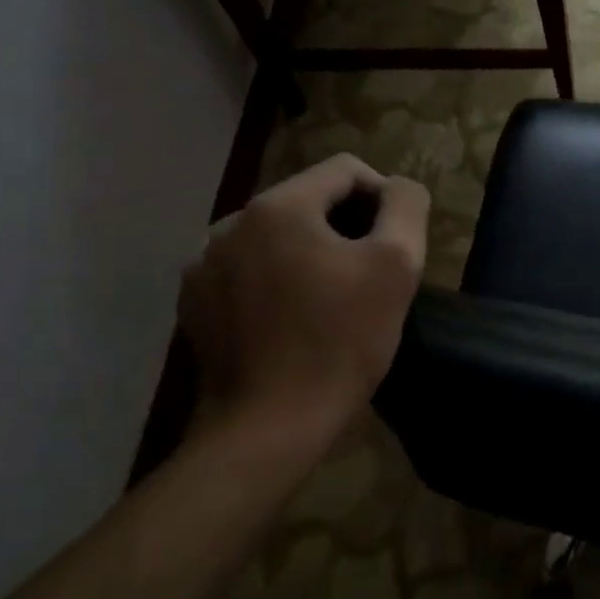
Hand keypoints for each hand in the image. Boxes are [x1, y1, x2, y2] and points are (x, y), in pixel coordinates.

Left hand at [179, 154, 429, 446]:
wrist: (268, 428)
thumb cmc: (340, 343)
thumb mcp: (396, 266)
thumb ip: (405, 206)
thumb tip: (397, 186)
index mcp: (278, 207)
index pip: (344, 170)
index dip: (382, 196)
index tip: (396, 242)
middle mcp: (229, 223)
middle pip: (307, 201)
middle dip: (344, 227)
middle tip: (368, 275)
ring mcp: (203, 265)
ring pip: (274, 237)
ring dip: (307, 253)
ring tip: (329, 299)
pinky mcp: (194, 303)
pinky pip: (246, 271)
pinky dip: (274, 280)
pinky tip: (289, 319)